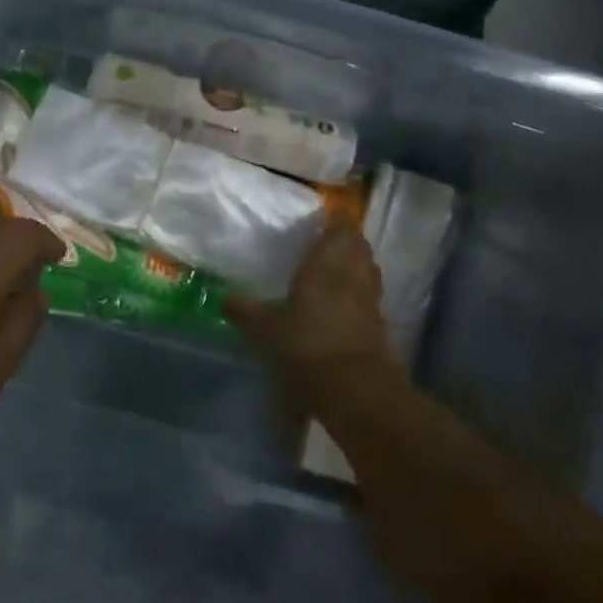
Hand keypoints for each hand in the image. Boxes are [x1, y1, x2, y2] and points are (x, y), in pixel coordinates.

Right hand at [223, 220, 405, 401]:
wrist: (357, 390)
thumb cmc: (308, 345)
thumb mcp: (266, 328)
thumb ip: (245, 309)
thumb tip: (223, 297)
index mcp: (327, 262)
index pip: (341, 227)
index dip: (337, 218)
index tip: (328, 212)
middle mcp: (353, 273)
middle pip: (358, 245)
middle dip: (347, 239)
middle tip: (329, 238)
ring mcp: (370, 299)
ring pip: (367, 269)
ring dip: (357, 263)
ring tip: (337, 266)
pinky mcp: (379, 325)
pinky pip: (369, 295)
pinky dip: (359, 292)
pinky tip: (344, 302)